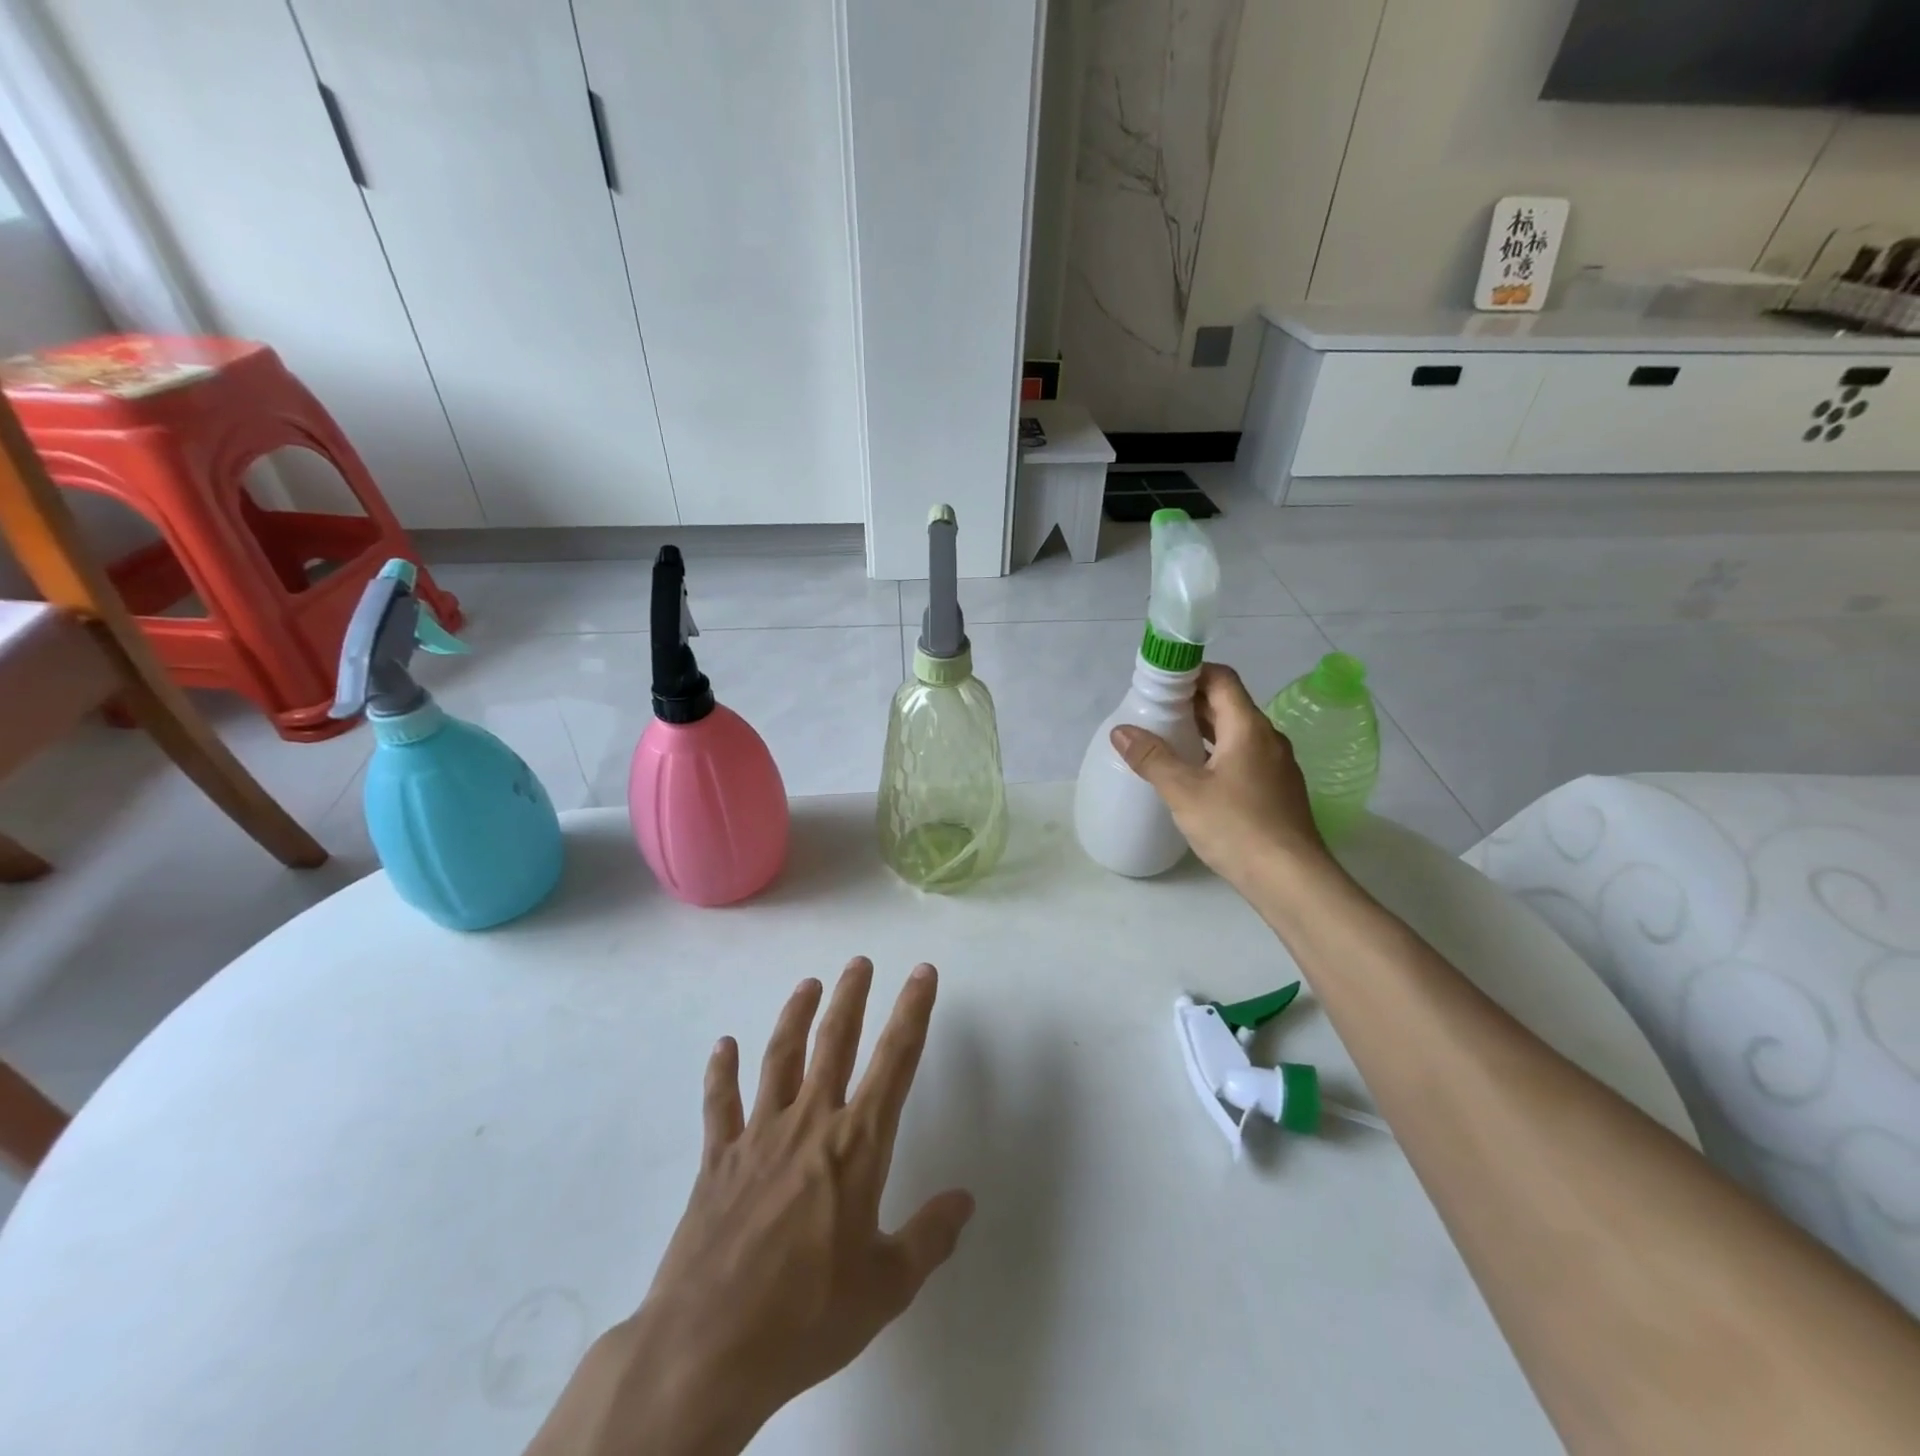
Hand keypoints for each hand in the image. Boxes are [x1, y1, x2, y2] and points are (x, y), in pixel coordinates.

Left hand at [526, 960, 973, 1455]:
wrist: (709, 1347)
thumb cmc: (808, 1316)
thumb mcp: (887, 1287)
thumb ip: (929, 1237)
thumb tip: (965, 1200)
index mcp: (857, 1145)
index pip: (895, 1060)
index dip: (913, 1011)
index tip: (922, 973)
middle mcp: (810, 1122)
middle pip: (834, 1041)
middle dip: (851, 997)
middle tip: (859, 962)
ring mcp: (759, 1135)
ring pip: (781, 1057)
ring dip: (795, 1016)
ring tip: (808, 985)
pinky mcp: (718, 1158)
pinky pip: (720, 1103)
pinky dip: (721, 1072)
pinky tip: (723, 1046)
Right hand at [1110, 662, 1332, 895]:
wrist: (1291, 880)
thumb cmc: (1237, 827)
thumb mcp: (1184, 792)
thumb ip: (1152, 758)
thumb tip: (1121, 731)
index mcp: (1248, 728)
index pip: (1221, 679)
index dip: (1190, 672)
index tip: (1158, 681)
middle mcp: (1267, 739)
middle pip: (1228, 704)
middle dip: (1190, 701)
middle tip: (1152, 709)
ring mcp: (1276, 766)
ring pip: (1234, 733)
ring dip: (1202, 729)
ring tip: (1166, 737)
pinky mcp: (1276, 790)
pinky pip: (1242, 756)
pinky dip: (1215, 752)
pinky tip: (1193, 773)